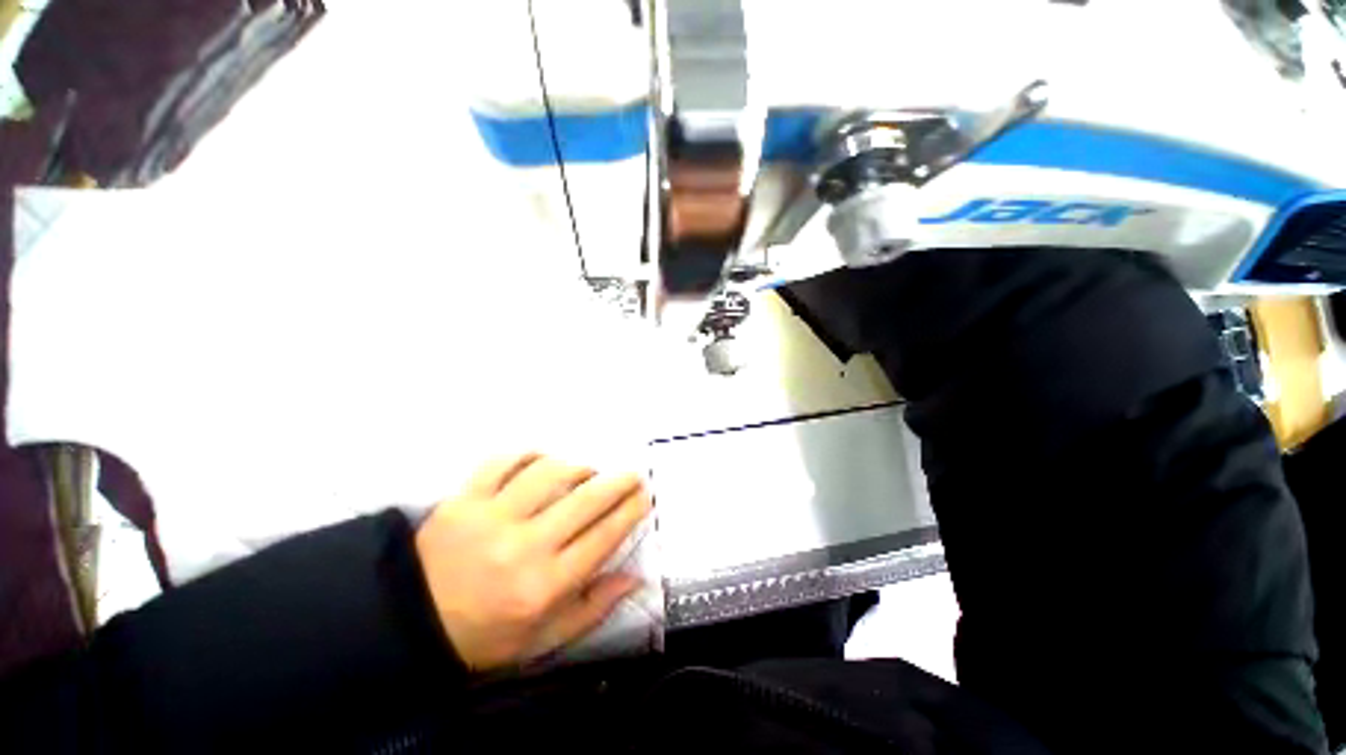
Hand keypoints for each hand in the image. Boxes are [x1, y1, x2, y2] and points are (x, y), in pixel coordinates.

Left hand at [415, 453, 651, 670]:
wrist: (409, 622)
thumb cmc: (484, 635)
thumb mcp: (543, 640)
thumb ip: (592, 608)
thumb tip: (634, 578)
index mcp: (544, 586)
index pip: (603, 537)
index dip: (631, 511)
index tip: (645, 496)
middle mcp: (523, 547)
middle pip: (586, 500)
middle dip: (619, 482)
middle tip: (632, 474)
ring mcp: (491, 517)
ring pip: (550, 473)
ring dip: (577, 468)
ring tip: (586, 473)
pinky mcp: (463, 499)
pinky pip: (504, 462)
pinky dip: (529, 455)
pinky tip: (542, 461)